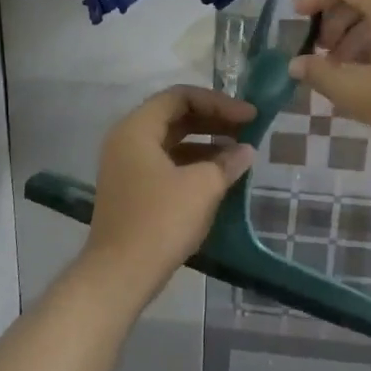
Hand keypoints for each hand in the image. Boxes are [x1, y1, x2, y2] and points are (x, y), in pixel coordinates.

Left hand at [85, 86, 256, 287]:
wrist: (121, 274)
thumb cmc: (161, 221)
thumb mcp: (202, 187)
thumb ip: (227, 162)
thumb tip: (246, 151)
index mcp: (137, 129)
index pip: (180, 97)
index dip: (219, 102)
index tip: (249, 116)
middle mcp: (126, 141)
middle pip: (175, 117)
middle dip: (214, 121)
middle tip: (248, 130)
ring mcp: (126, 167)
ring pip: (171, 142)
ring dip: (206, 144)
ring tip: (239, 154)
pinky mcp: (132, 191)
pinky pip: (166, 164)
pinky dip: (193, 164)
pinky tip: (219, 177)